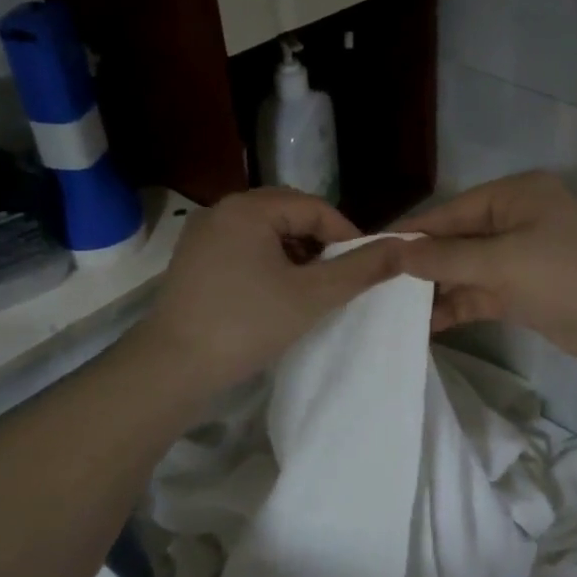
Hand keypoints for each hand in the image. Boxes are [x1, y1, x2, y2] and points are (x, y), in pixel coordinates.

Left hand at [140, 189, 402, 402]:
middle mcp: (222, 211)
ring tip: (311, 290)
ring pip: (267, 234)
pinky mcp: (193, 261)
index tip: (364, 270)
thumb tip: (405, 246)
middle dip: (320, 245)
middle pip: (290, 215)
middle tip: (339, 280)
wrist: (172, 368)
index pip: (315, 207)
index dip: (347, 236)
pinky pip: (245, 249)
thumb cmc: (247, 324)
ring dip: (296, 256)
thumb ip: (361, 269)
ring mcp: (203, 236)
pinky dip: (269, 265)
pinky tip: (277, 295)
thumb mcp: (313, 296)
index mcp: (249, 208)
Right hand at [395, 172, 576, 363]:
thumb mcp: (503, 262)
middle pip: (457, 240)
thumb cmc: (567, 275)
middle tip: (376, 286)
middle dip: (422, 264)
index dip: (413, 232)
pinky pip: (480, 293)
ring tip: (392, 309)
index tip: (372, 251)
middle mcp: (515, 220)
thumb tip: (398, 255)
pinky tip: (425, 323)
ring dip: (436, 289)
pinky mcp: (522, 291)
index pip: (452, 210)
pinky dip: (457, 306)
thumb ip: (448, 259)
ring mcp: (519, 257)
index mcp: (515, 196)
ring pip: (466, 270)